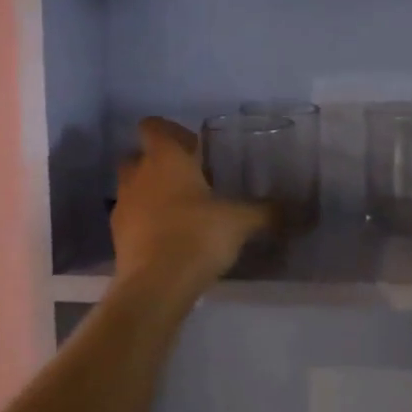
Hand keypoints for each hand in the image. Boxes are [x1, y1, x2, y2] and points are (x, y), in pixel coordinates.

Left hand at [112, 118, 269, 288]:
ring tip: (183, 212)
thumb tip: (294, 210)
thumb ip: (265, 212)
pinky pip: (132, 218)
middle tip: (191, 179)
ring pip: (134, 187)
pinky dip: (147, 222)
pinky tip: (171, 239)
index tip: (195, 149)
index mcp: (163, 157)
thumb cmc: (197, 235)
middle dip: (160, 163)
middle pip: (139, 156)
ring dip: (152, 193)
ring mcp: (123, 205)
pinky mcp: (117, 236)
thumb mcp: (240, 221)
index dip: (172, 132)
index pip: (153, 126)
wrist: (156, 285)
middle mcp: (137, 175)